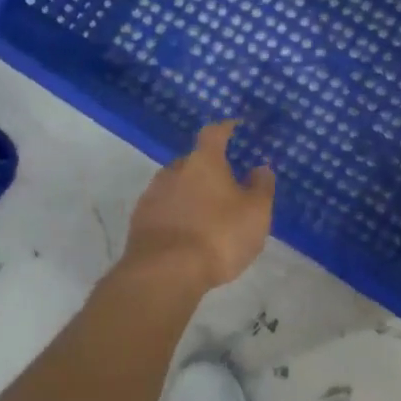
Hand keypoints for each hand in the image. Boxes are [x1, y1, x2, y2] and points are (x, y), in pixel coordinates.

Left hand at [123, 120, 275, 291]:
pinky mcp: (139, 221)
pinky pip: (163, 208)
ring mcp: (152, 195)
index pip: (214, 133)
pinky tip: (186, 232)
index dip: (225, 128)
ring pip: (176, 185)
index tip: (234, 127)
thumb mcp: (256, 213)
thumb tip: (260, 168)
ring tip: (206, 212)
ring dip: (190, 193)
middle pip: (193, 161)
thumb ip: (261, 187)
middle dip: (208, 169)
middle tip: (225, 184)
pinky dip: (176, 213)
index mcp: (204, 162)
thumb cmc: (218, 236)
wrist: (164, 273)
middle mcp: (174, 170)